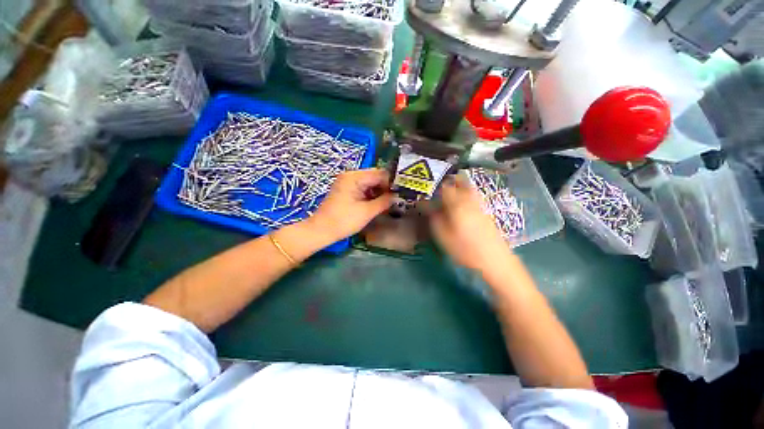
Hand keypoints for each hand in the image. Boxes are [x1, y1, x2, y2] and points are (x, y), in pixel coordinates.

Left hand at [309, 168, 392, 240]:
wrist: (321, 231)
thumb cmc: (343, 221)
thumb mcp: (367, 212)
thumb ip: (384, 202)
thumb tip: (398, 196)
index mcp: (354, 177)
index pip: (380, 173)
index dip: (392, 183)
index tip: (401, 193)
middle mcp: (350, 175)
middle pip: (374, 177)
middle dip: (386, 188)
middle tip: (396, 199)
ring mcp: (347, 182)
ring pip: (370, 183)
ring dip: (379, 192)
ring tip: (388, 203)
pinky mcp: (346, 190)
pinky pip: (363, 188)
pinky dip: (371, 195)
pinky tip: (377, 204)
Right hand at [430, 174, 512, 271]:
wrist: (495, 260)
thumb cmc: (465, 249)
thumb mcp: (443, 236)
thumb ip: (435, 219)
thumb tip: (429, 207)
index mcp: (457, 205)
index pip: (445, 188)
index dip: (435, 188)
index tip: (429, 193)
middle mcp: (469, 201)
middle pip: (460, 183)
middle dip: (450, 182)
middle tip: (441, 186)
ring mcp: (479, 205)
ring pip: (469, 188)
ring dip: (459, 185)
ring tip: (451, 190)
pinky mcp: (486, 212)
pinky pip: (474, 196)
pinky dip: (467, 193)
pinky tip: (463, 202)